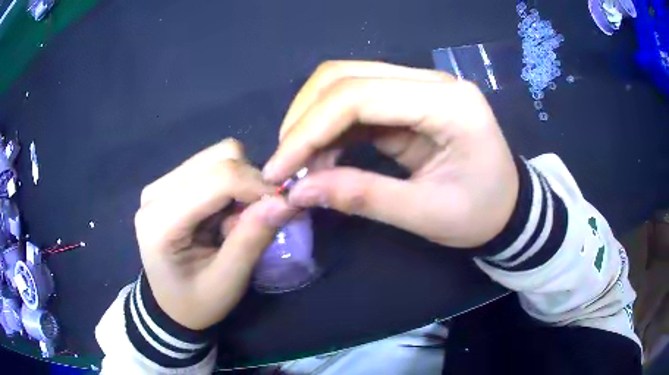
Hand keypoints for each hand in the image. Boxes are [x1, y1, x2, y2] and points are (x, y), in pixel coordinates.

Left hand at [135, 139, 294, 329]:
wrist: (170, 304)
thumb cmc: (196, 302)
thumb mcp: (227, 283)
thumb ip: (252, 239)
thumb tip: (286, 200)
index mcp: (159, 221)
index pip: (217, 179)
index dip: (257, 186)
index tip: (283, 206)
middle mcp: (155, 192)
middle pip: (219, 156)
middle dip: (249, 182)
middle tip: (255, 218)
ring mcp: (161, 183)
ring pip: (218, 155)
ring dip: (241, 183)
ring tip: (236, 220)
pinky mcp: (171, 182)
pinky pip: (212, 164)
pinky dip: (231, 184)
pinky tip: (225, 213)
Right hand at [263, 61, 517, 247]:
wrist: (508, 206)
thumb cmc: (482, 214)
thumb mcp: (427, 215)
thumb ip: (363, 198)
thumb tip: (299, 191)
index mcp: (448, 104)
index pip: (359, 96)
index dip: (309, 130)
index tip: (279, 170)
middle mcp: (430, 82)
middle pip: (344, 76)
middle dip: (303, 120)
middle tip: (285, 166)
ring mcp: (418, 87)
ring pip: (345, 84)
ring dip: (312, 122)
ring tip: (301, 166)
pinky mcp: (408, 101)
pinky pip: (356, 103)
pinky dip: (329, 129)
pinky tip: (321, 157)